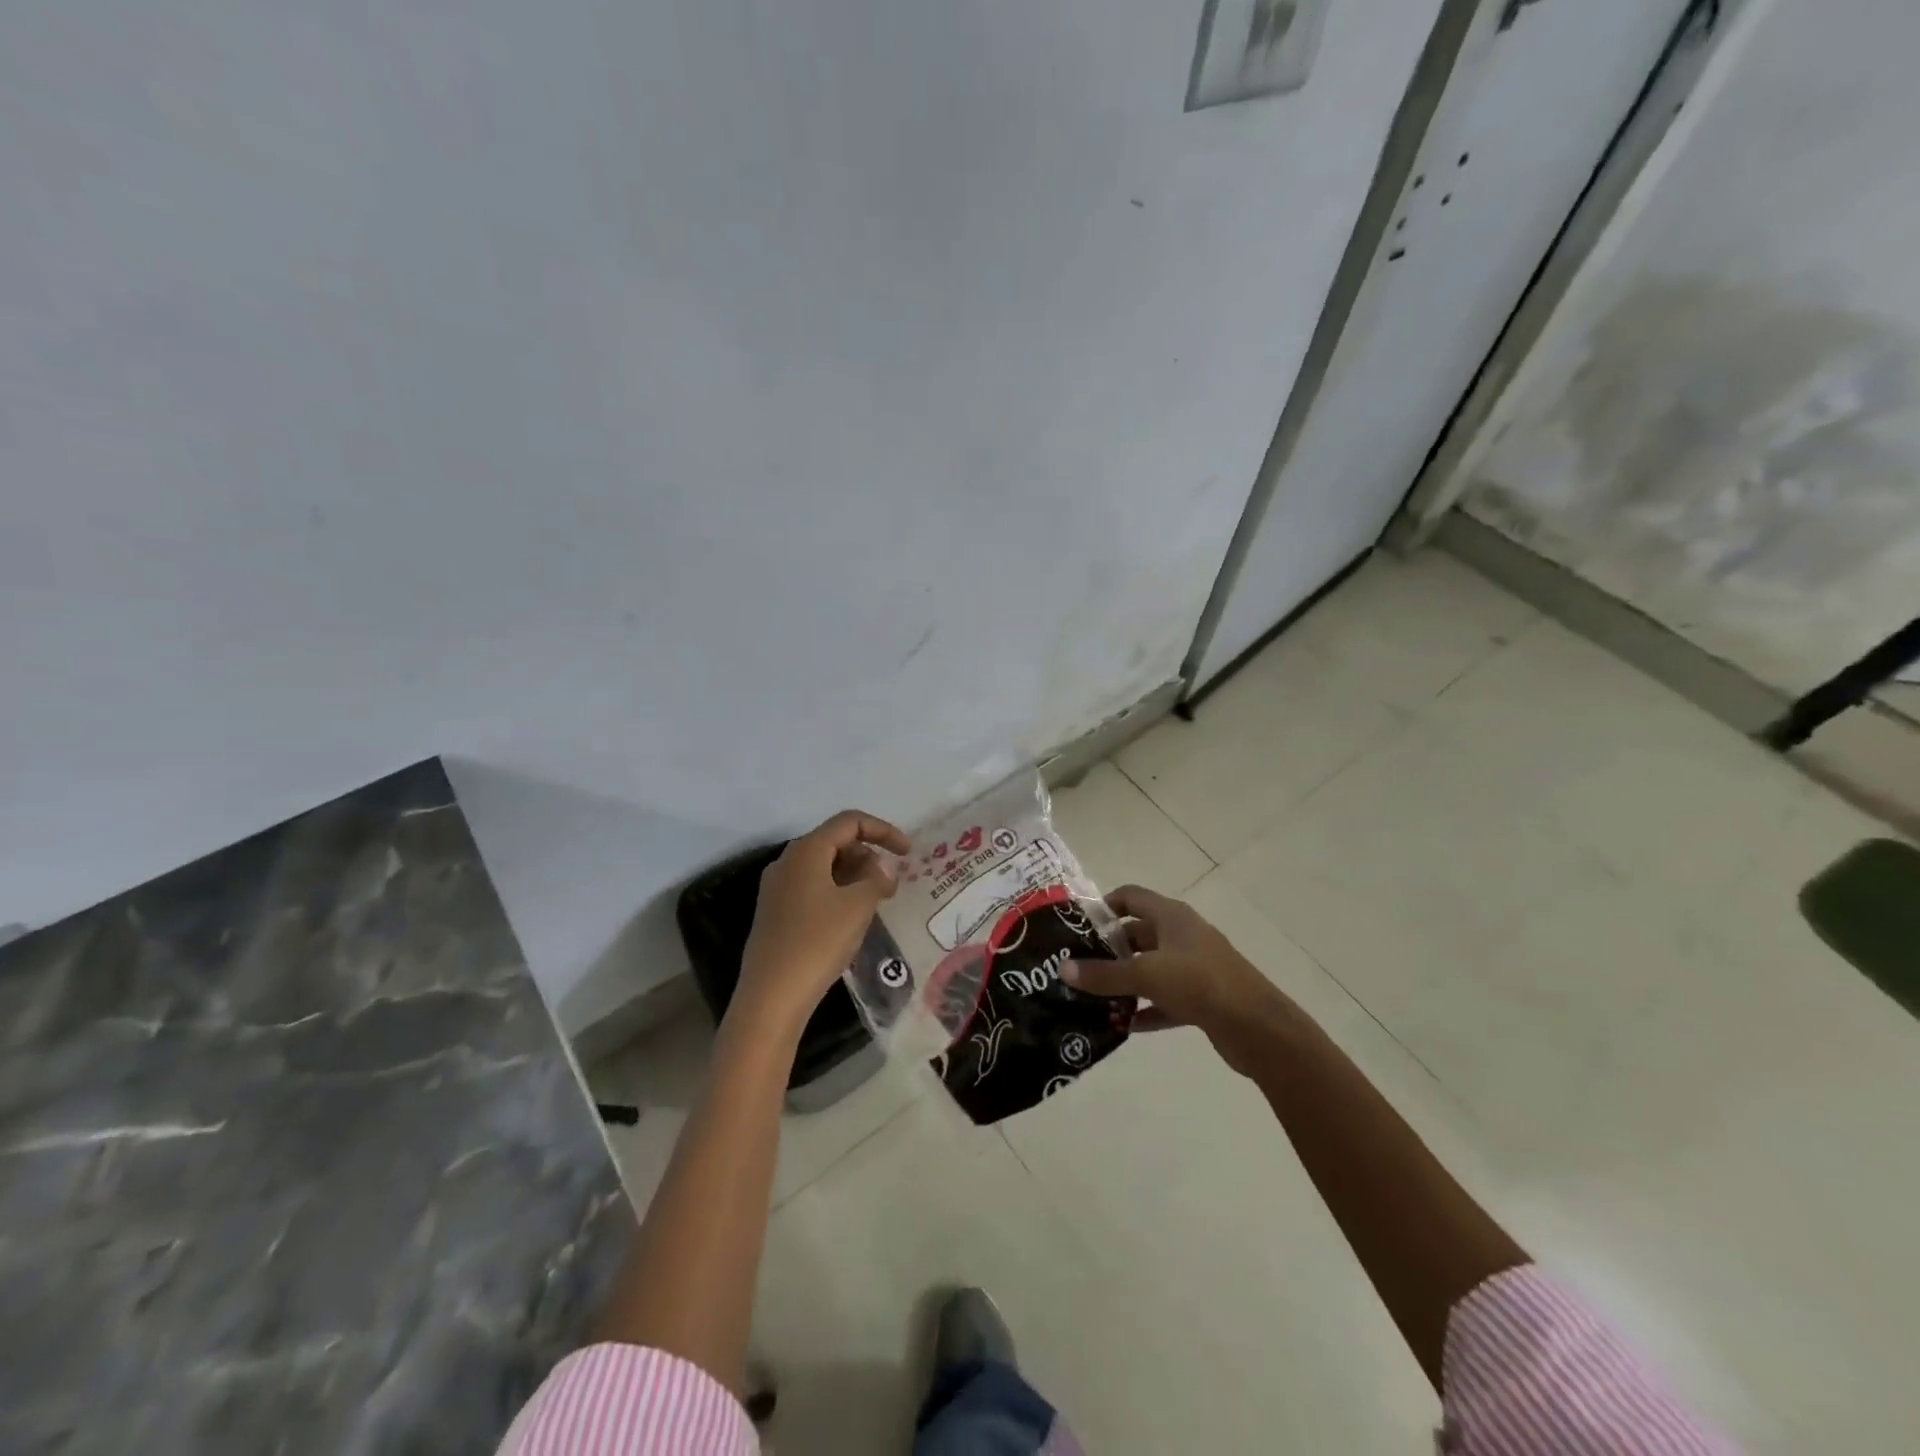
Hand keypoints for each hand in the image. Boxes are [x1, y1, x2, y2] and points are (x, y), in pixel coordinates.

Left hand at [736, 809, 910, 1034]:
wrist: (771, 996)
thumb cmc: (817, 942)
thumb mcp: (858, 906)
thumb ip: (877, 878)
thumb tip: (882, 868)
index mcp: (806, 850)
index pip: (849, 822)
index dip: (883, 830)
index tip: (908, 853)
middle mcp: (787, 861)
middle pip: (835, 842)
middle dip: (868, 856)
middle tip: (891, 886)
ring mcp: (777, 888)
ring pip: (824, 867)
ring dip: (854, 876)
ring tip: (875, 903)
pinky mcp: (775, 913)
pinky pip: (813, 888)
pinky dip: (837, 892)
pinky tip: (850, 919)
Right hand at [1062, 884, 1301, 1077]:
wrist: (1258, 1028)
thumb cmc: (1200, 983)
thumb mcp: (1146, 974)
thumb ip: (1103, 974)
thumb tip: (1063, 969)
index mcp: (1171, 916)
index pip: (1130, 896)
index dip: (1103, 906)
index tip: (1077, 927)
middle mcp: (1182, 935)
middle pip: (1137, 934)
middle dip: (1108, 949)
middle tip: (1077, 967)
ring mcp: (1194, 967)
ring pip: (1150, 968)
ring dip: (1125, 981)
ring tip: (1092, 997)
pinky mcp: (1202, 998)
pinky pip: (1164, 999)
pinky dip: (1145, 1008)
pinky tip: (1123, 1025)